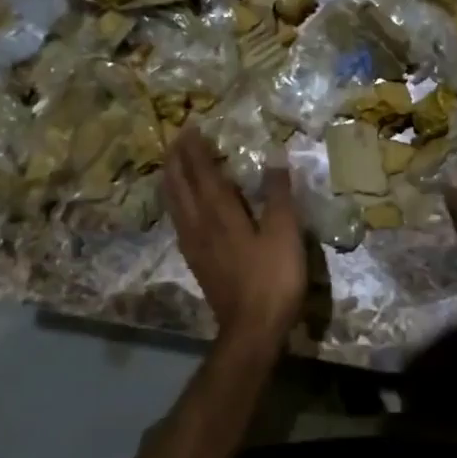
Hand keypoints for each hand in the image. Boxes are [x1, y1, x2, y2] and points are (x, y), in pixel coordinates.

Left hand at [162, 128, 305, 348]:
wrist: (252, 329)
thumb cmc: (272, 278)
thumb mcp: (285, 233)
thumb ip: (278, 195)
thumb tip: (274, 159)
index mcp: (221, 213)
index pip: (202, 173)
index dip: (196, 150)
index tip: (190, 128)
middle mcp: (200, 224)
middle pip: (181, 186)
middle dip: (177, 160)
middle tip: (176, 140)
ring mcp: (194, 245)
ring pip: (175, 205)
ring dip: (172, 181)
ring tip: (171, 166)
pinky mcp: (196, 262)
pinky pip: (179, 223)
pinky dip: (176, 205)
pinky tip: (180, 209)